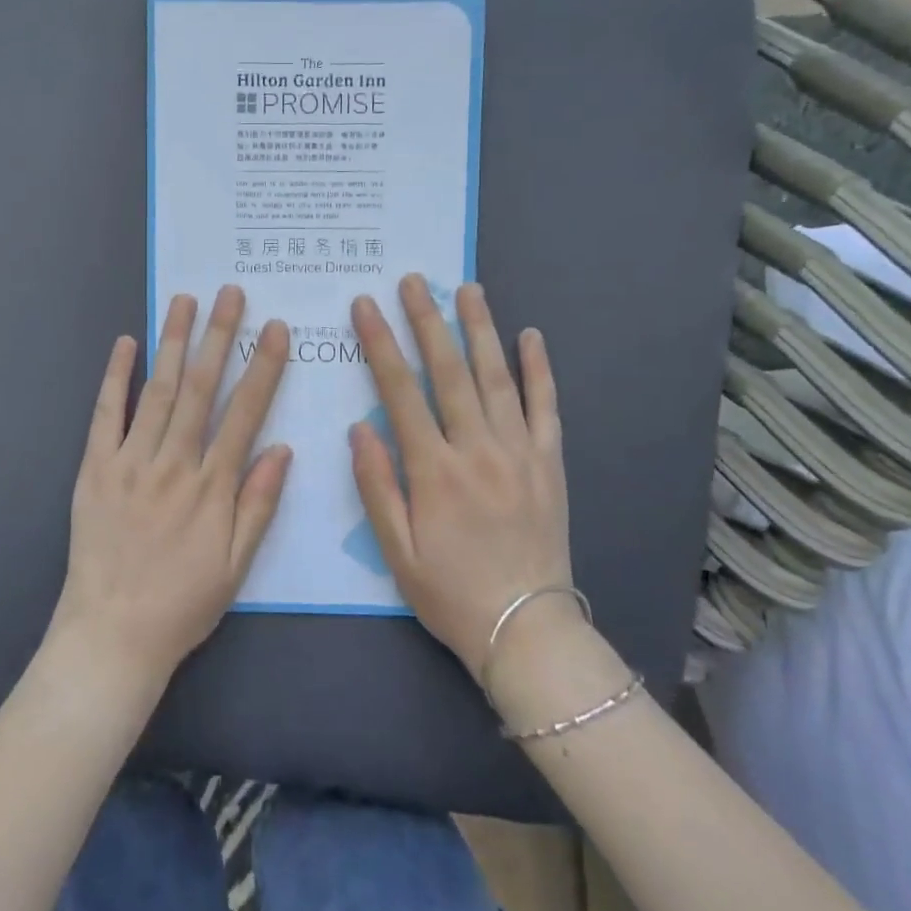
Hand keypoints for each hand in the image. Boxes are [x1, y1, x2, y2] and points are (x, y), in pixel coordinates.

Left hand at [48, 285, 291, 699]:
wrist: (112, 634)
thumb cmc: (182, 602)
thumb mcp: (236, 564)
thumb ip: (259, 503)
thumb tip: (282, 448)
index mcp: (212, 486)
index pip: (244, 413)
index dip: (263, 368)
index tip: (275, 329)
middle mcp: (173, 462)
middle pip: (201, 388)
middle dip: (219, 336)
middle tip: (231, 293)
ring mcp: (131, 460)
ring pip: (158, 389)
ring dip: (173, 341)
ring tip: (185, 301)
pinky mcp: (95, 467)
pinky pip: (106, 414)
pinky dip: (116, 376)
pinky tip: (126, 343)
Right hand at [349, 276, 573, 679]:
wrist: (526, 630)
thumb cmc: (451, 593)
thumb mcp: (397, 551)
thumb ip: (376, 485)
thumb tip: (360, 427)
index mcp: (434, 470)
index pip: (401, 391)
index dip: (381, 343)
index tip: (366, 305)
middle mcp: (477, 449)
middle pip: (449, 371)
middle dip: (427, 320)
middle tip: (413, 280)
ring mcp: (519, 453)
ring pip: (497, 377)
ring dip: (480, 329)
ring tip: (468, 289)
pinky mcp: (550, 463)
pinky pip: (546, 407)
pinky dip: (539, 370)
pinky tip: (531, 336)